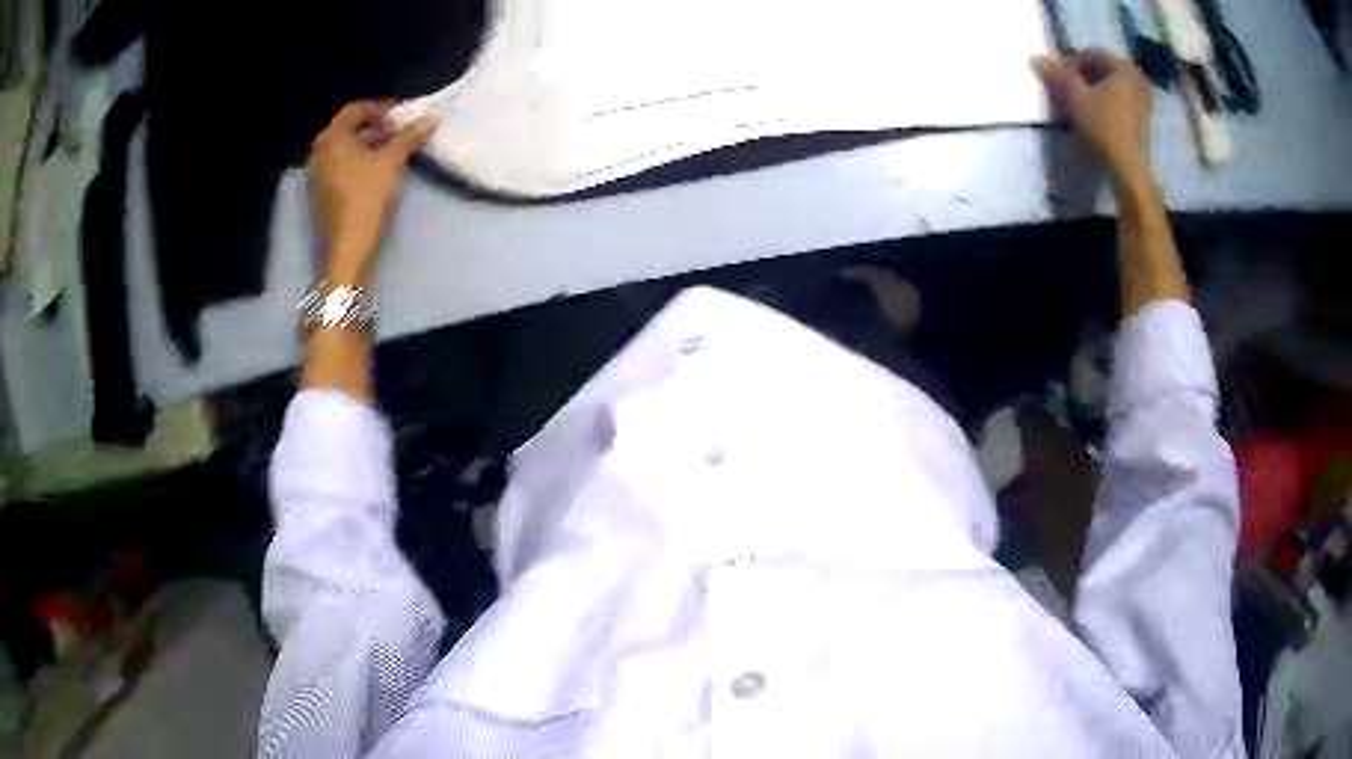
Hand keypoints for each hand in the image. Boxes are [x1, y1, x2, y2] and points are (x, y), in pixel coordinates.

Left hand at [307, 101, 436, 284]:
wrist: (347, 248)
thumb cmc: (367, 197)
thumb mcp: (393, 162)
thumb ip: (410, 136)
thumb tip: (430, 118)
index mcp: (332, 138)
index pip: (355, 110)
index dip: (380, 108)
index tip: (402, 114)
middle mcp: (318, 152)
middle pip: (348, 130)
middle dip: (375, 128)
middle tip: (399, 133)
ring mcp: (316, 175)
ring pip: (344, 150)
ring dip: (367, 146)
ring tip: (392, 153)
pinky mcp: (320, 195)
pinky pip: (339, 168)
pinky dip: (357, 163)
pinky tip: (376, 173)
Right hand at [1034, 50, 1152, 184]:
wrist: (1128, 168)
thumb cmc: (1103, 127)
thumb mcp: (1074, 97)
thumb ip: (1057, 75)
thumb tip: (1036, 58)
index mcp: (1122, 66)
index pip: (1091, 54)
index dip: (1071, 63)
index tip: (1059, 78)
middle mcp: (1136, 78)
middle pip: (1102, 70)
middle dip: (1083, 77)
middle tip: (1067, 90)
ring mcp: (1143, 100)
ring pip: (1111, 87)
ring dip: (1093, 91)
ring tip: (1078, 104)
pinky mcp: (1143, 120)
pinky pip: (1120, 101)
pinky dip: (1106, 104)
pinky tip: (1094, 116)